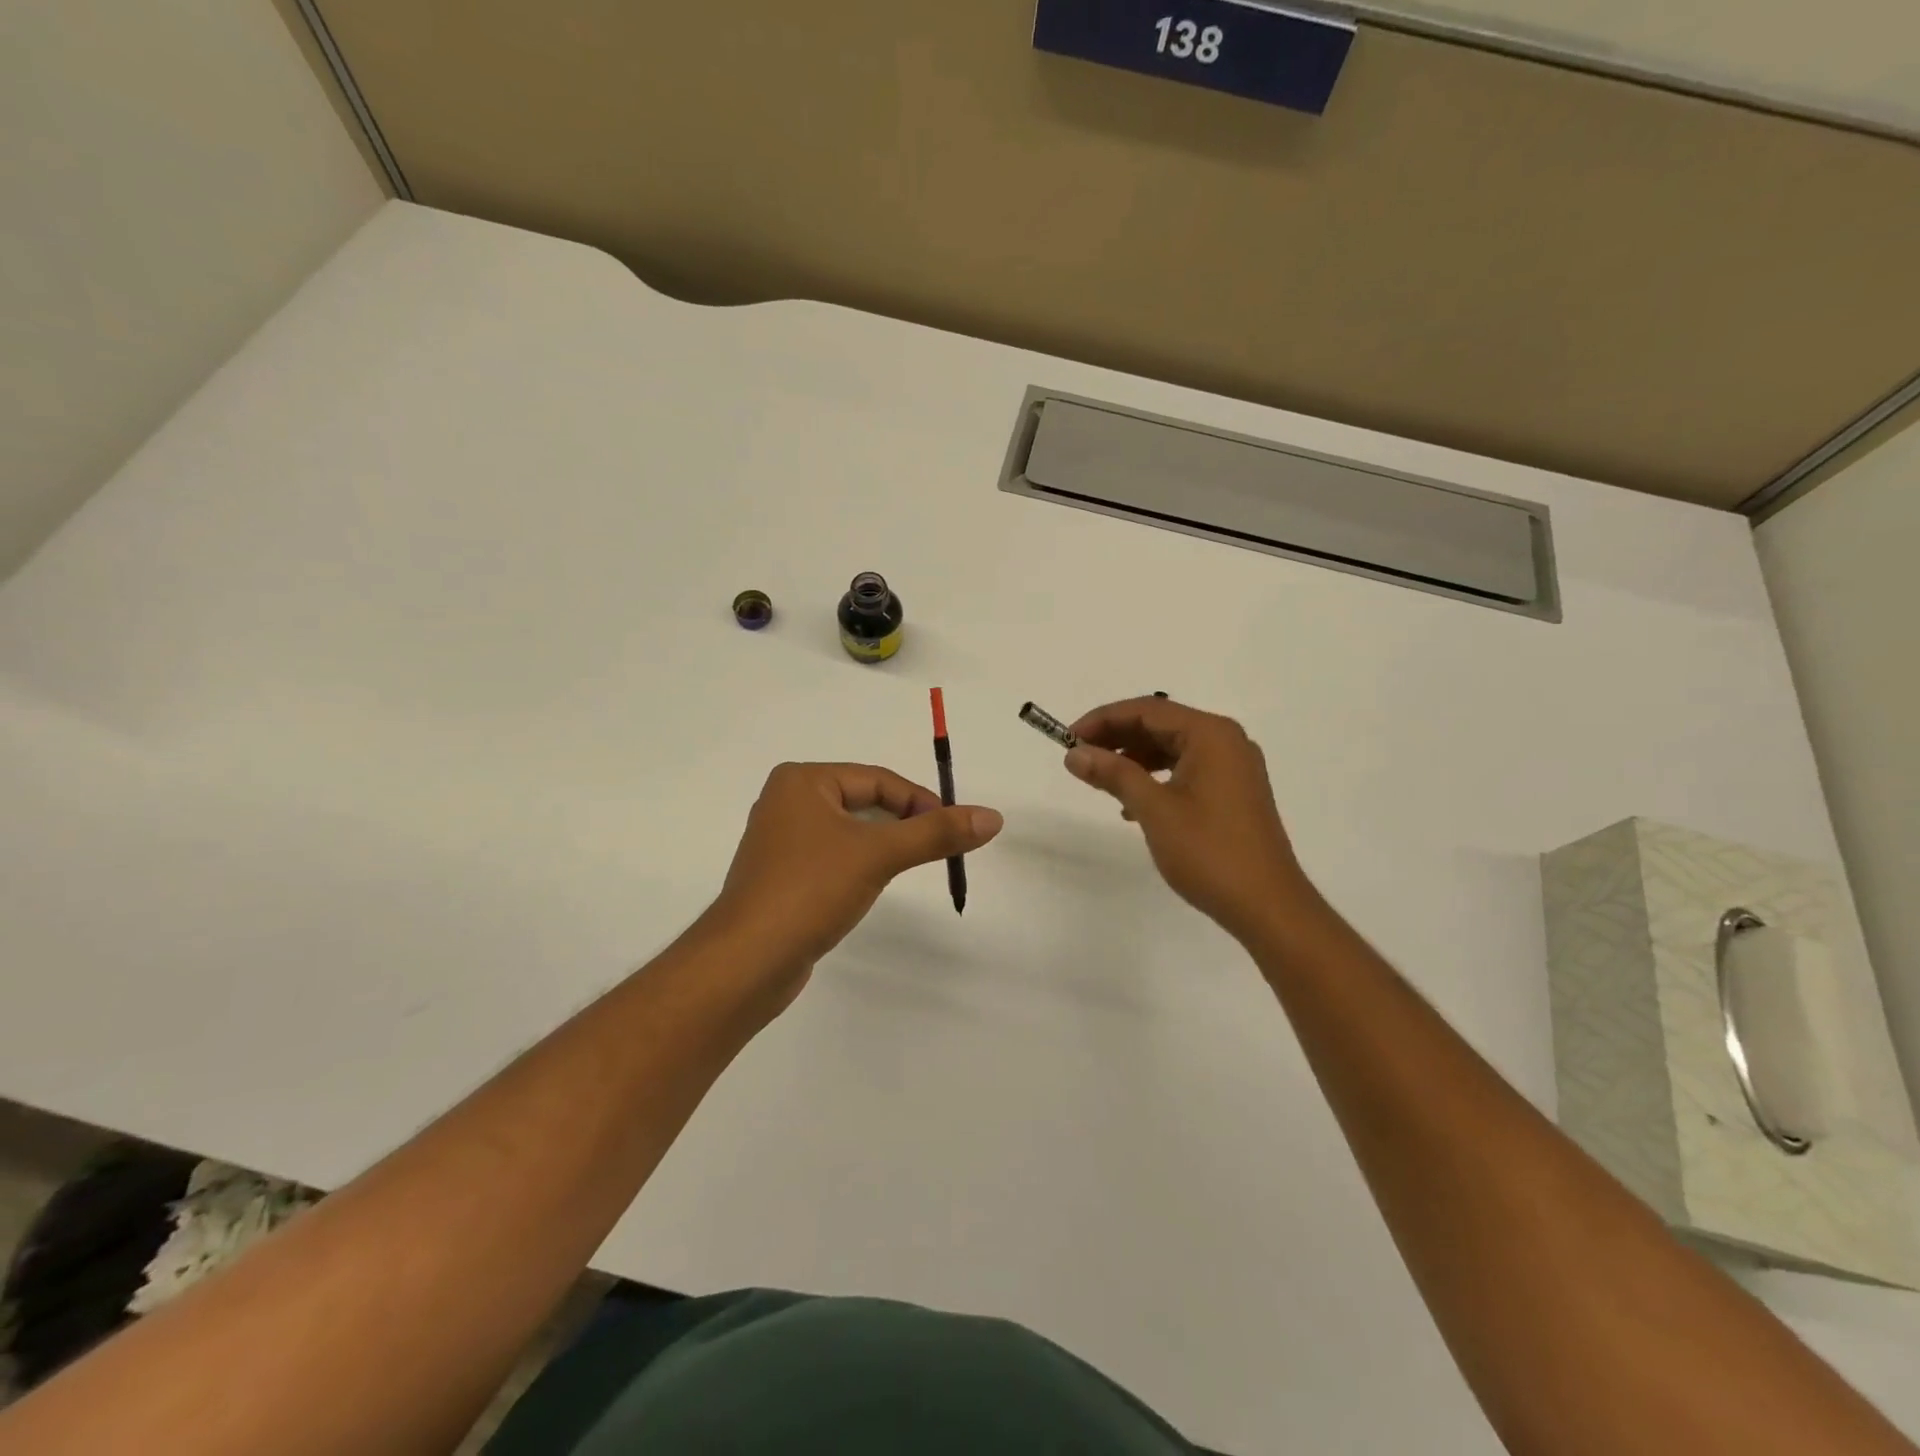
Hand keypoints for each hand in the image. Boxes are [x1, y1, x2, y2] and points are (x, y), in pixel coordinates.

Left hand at [708, 762, 1002, 999]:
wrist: (747, 961)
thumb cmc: (810, 890)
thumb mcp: (879, 854)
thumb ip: (936, 833)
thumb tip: (992, 816)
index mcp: (802, 781)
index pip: (877, 780)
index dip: (920, 801)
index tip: (953, 828)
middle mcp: (786, 801)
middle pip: (863, 802)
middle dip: (902, 824)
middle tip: (935, 849)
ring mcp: (780, 841)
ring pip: (849, 832)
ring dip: (881, 846)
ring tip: (904, 869)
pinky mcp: (781, 875)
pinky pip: (832, 857)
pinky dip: (858, 866)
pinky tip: (866, 888)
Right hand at [1065, 698, 1314, 942]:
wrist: (1267, 906)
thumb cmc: (1209, 852)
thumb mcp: (1154, 809)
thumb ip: (1114, 774)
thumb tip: (1075, 753)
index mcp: (1211, 735)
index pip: (1147, 710)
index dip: (1103, 720)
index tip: (1067, 738)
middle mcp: (1226, 741)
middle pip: (1160, 725)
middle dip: (1117, 738)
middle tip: (1078, 757)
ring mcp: (1234, 767)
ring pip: (1172, 748)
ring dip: (1134, 759)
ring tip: (1100, 780)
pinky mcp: (1234, 792)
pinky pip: (1186, 769)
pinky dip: (1156, 778)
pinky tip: (1132, 804)